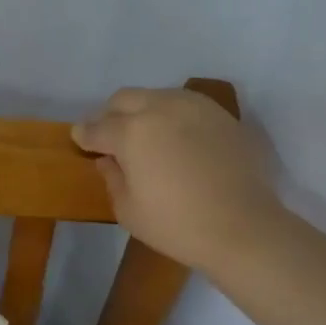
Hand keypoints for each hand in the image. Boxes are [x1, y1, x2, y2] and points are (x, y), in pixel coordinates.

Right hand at [73, 87, 276, 276]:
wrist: (245, 228)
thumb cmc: (178, 225)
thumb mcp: (129, 210)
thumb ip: (112, 178)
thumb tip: (109, 160)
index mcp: (132, 131)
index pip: (97, 128)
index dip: (84, 135)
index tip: (80, 139)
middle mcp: (160, 108)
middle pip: (124, 99)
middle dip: (110, 115)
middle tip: (109, 136)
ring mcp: (195, 108)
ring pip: (156, 96)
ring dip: (142, 110)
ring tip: (144, 134)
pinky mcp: (222, 116)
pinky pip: (186, 106)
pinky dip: (173, 117)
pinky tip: (177, 139)